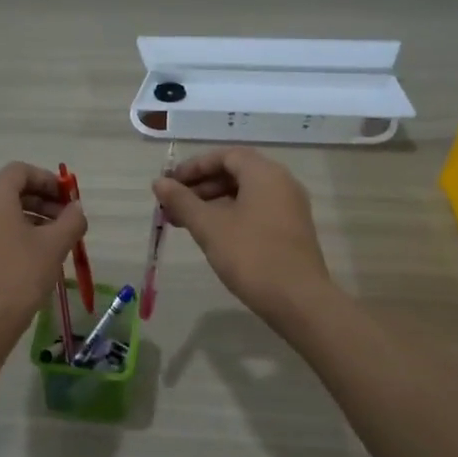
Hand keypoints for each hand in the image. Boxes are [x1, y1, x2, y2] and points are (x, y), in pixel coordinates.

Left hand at [0, 163, 87, 344]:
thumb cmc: (19, 277)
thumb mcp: (54, 246)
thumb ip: (71, 221)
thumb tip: (76, 210)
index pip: (20, 171)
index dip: (47, 179)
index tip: (68, 198)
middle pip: (10, 190)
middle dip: (42, 200)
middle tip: (67, 220)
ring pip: (2, 211)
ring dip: (31, 217)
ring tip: (55, 240)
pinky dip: (15, 232)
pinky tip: (35, 256)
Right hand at [153, 147, 333, 321]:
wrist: (298, 300)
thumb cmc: (251, 255)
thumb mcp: (209, 227)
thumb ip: (182, 201)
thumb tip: (159, 182)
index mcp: (265, 174)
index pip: (226, 156)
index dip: (195, 166)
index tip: (170, 183)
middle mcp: (282, 183)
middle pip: (236, 173)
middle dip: (200, 186)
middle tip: (172, 206)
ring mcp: (289, 207)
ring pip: (245, 194)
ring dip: (212, 203)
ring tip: (184, 222)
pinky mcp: (290, 230)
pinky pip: (256, 210)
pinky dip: (230, 215)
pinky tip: (211, 235)